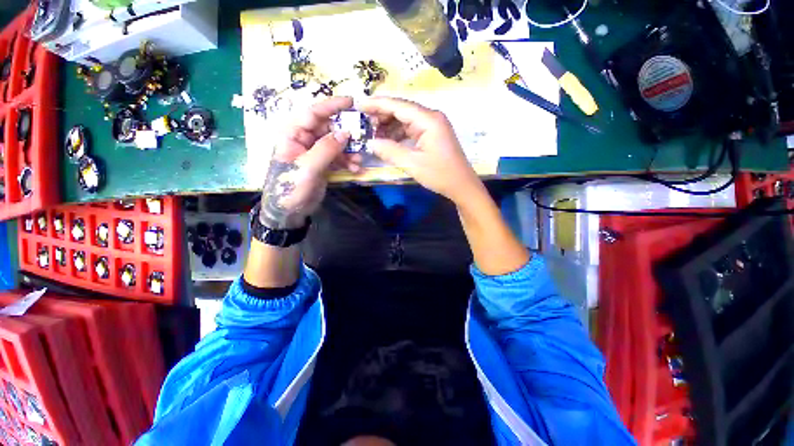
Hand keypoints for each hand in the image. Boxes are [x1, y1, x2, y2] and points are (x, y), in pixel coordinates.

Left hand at [260, 96, 360, 229]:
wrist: (290, 211)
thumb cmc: (291, 187)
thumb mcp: (308, 167)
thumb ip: (326, 148)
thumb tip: (345, 133)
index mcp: (293, 133)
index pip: (313, 113)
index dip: (332, 106)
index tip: (351, 102)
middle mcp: (304, 138)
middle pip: (328, 128)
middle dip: (346, 134)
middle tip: (362, 139)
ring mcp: (314, 151)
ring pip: (336, 143)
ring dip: (349, 151)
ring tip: (359, 160)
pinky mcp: (322, 163)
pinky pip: (338, 156)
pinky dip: (348, 161)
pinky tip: (355, 168)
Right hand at [359, 97, 483, 203]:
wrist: (461, 186)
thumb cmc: (440, 174)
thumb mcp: (413, 164)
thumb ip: (390, 151)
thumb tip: (370, 143)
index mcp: (428, 120)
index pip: (398, 105)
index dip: (377, 104)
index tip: (359, 105)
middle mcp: (431, 117)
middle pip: (402, 109)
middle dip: (382, 115)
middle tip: (364, 123)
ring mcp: (433, 126)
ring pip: (406, 120)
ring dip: (390, 126)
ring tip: (373, 134)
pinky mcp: (432, 135)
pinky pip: (411, 130)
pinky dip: (399, 134)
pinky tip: (388, 141)